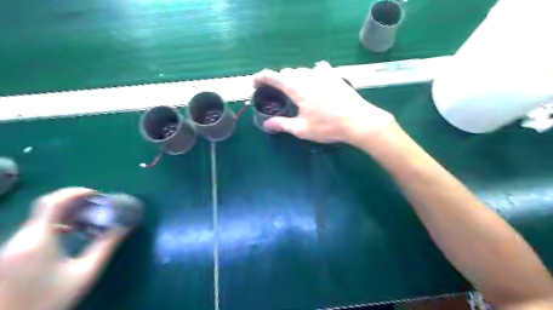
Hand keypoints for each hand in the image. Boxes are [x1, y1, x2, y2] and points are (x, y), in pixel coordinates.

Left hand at [1, 187, 128, 309]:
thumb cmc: (50, 299)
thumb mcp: (86, 273)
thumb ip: (106, 246)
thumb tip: (125, 226)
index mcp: (37, 240)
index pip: (53, 202)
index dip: (76, 192)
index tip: (98, 195)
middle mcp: (20, 238)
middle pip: (48, 207)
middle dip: (77, 202)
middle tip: (99, 206)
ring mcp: (13, 246)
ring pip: (42, 217)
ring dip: (68, 213)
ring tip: (90, 219)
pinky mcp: (12, 253)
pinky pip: (36, 228)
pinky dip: (57, 223)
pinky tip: (72, 232)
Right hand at [252, 62, 394, 145]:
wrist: (358, 120)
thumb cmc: (327, 126)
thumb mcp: (302, 129)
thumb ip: (282, 125)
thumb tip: (266, 125)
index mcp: (296, 88)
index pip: (274, 76)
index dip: (261, 77)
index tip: (255, 81)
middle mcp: (307, 76)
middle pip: (287, 72)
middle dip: (278, 79)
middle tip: (276, 92)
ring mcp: (322, 73)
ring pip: (302, 70)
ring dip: (294, 77)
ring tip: (295, 89)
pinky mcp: (334, 75)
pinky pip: (318, 69)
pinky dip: (311, 73)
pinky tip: (316, 80)